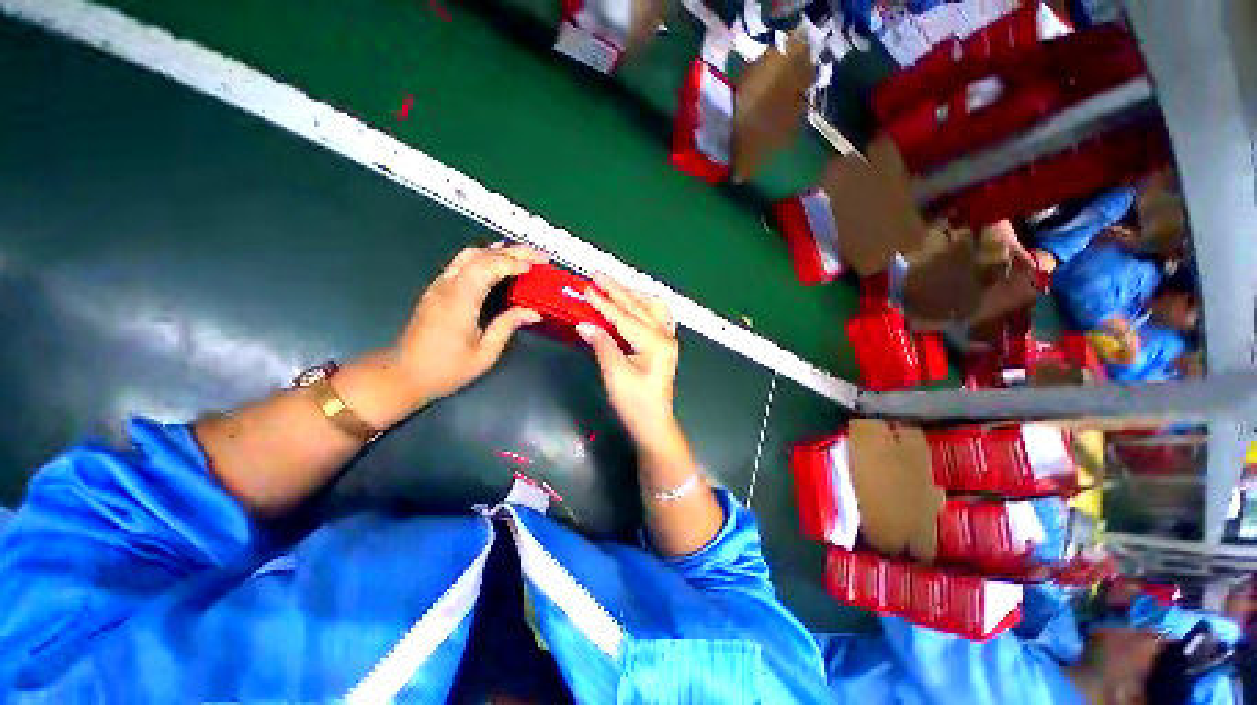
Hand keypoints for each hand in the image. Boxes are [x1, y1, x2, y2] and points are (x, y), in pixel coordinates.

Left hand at [392, 244, 546, 404]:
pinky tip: (496, 261)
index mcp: (459, 301)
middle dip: (511, 252)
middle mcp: (447, 287)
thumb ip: (507, 326)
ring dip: (497, 251)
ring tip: (522, 255)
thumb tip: (533, 313)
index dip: (512, 263)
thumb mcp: (484, 353)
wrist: (403, 374)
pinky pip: (461, 263)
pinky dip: (483, 257)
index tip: (536, 266)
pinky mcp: (436, 290)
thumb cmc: (446, 369)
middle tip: (539, 256)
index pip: (487, 268)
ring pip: (468, 255)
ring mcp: (439, 286)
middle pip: (479, 256)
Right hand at [577, 274, 680, 448]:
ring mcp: (668, 339)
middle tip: (598, 275)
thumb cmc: (635, 403)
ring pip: (651, 307)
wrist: (654, 423)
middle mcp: (664, 335)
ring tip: (613, 286)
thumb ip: (602, 344)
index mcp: (654, 342)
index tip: (586, 287)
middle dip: (616, 290)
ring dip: (632, 294)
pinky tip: (634, 303)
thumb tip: (584, 324)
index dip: (603, 302)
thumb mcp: (615, 374)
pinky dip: (643, 306)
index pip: (624, 317)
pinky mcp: (665, 345)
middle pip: (638, 306)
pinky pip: (657, 317)